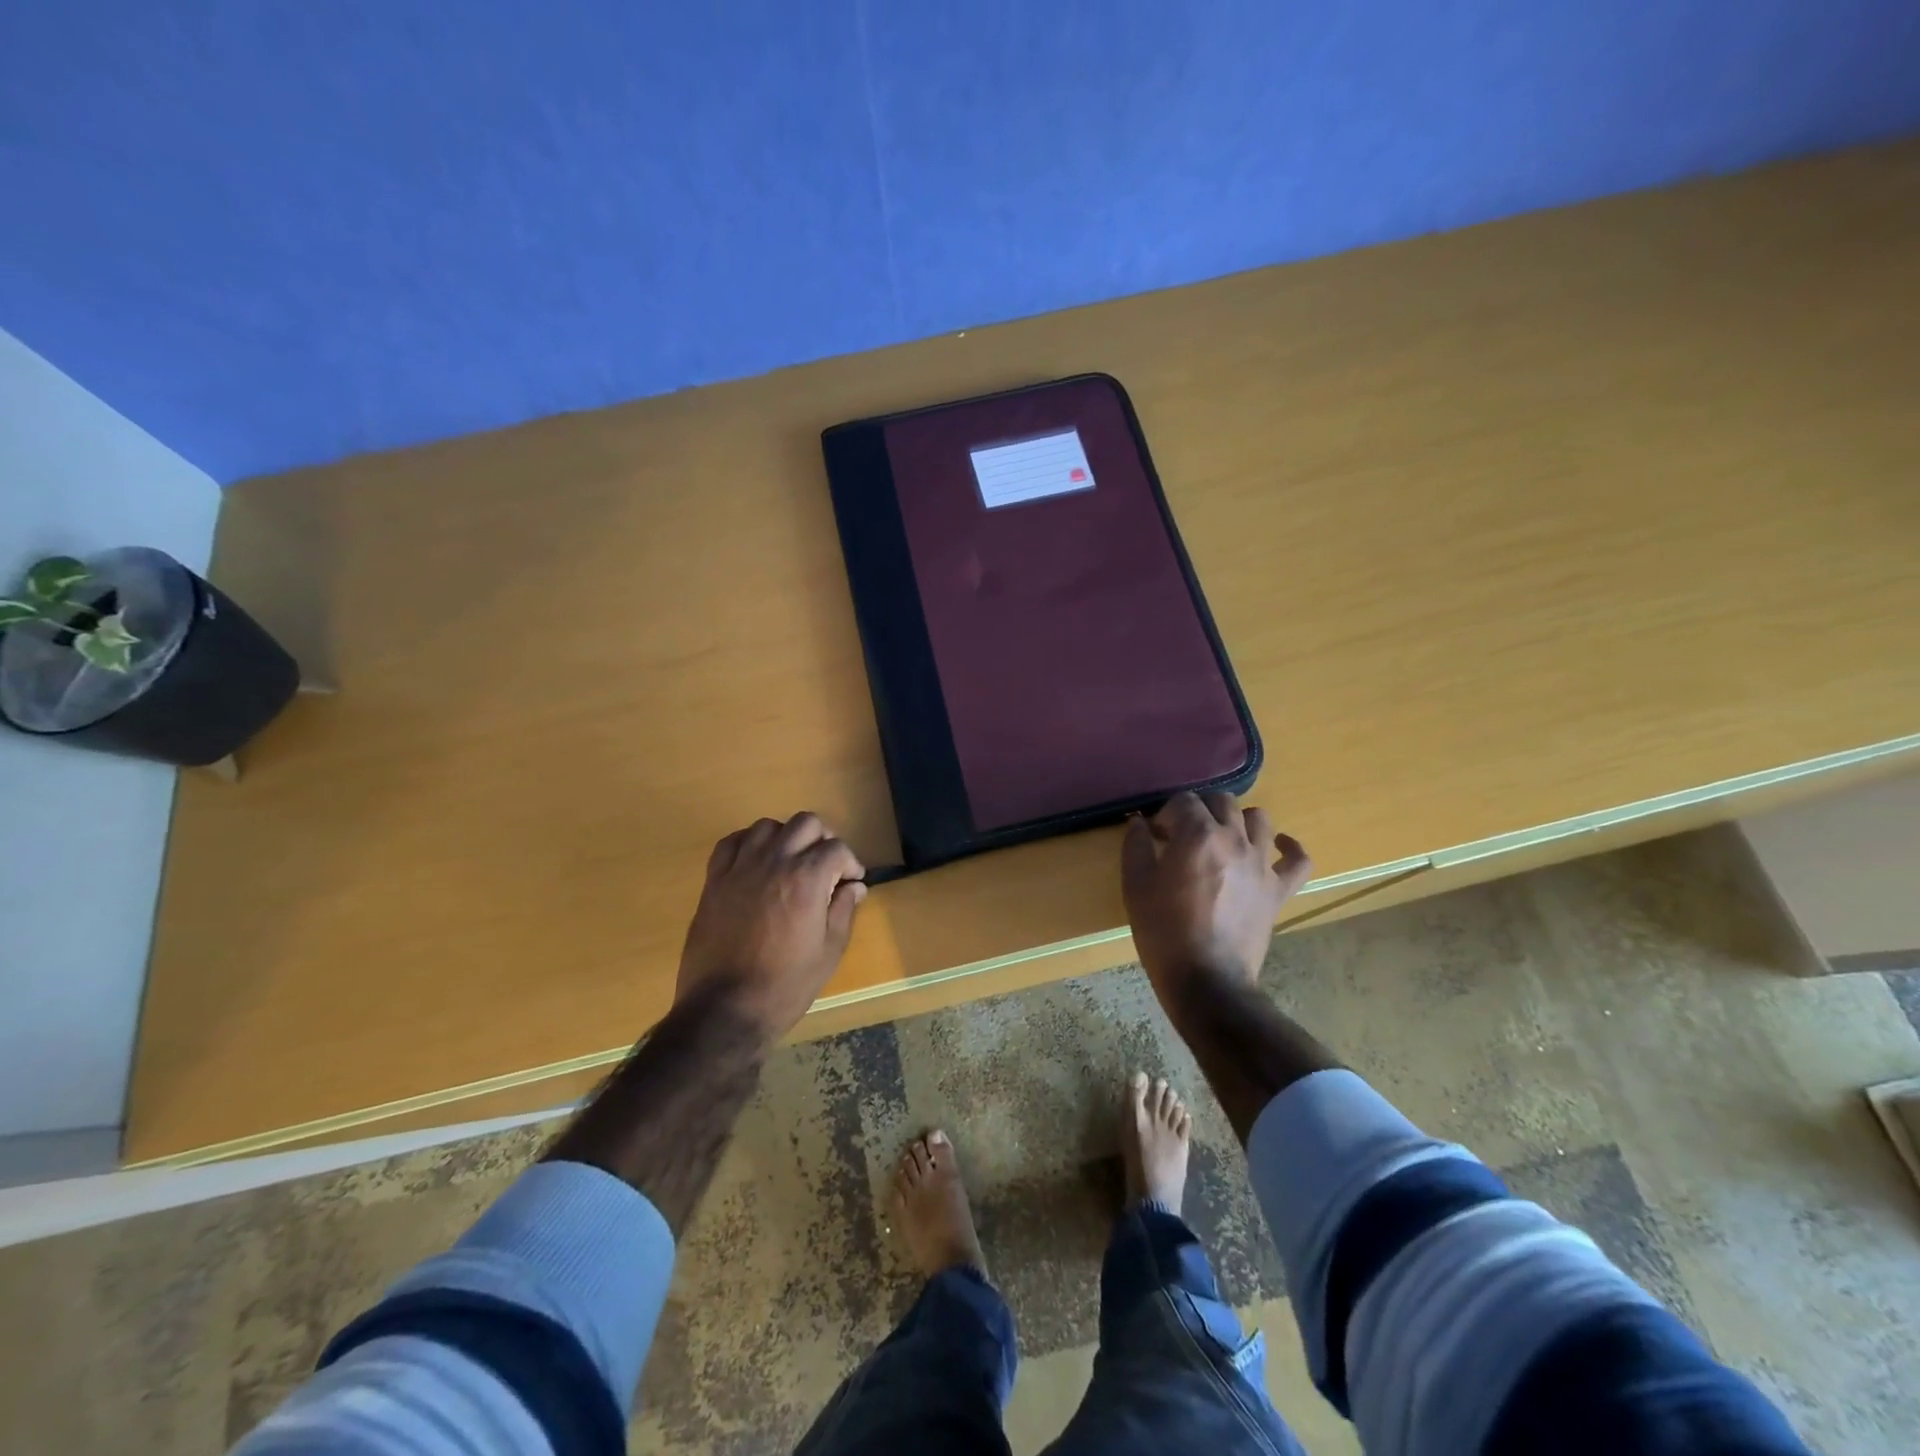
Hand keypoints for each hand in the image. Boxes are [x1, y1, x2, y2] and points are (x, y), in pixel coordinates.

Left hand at [676, 812, 866, 1040]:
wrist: (724, 1009)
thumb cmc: (785, 986)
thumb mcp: (828, 952)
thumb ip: (844, 911)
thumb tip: (854, 887)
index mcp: (807, 879)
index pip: (837, 849)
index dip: (850, 864)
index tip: (851, 883)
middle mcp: (775, 862)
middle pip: (805, 824)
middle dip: (823, 840)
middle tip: (826, 866)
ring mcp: (740, 868)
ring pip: (768, 826)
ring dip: (786, 838)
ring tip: (791, 862)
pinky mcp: (714, 880)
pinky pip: (732, 842)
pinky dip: (749, 843)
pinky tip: (757, 862)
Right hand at [1121, 792, 1311, 1001]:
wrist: (1205, 979)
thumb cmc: (1163, 931)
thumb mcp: (1135, 886)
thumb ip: (1136, 846)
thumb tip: (1139, 823)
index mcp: (1197, 835)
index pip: (1183, 801)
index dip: (1166, 814)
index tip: (1156, 835)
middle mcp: (1234, 839)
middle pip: (1222, 801)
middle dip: (1200, 809)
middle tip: (1184, 834)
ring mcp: (1261, 864)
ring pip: (1260, 819)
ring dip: (1238, 820)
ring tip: (1223, 837)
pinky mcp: (1278, 890)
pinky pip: (1298, 860)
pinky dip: (1289, 848)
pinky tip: (1276, 846)